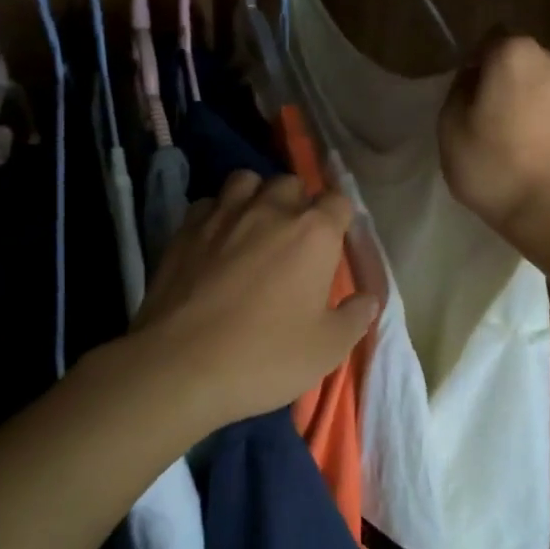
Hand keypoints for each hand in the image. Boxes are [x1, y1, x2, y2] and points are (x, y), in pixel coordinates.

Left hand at [133, 169, 377, 430]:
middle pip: (291, 184)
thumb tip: (369, 299)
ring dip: (256, 197)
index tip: (335, 245)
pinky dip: (217, 214)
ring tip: (255, 227)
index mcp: (314, 233)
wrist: (180, 367)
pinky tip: (216, 241)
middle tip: (296, 239)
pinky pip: (208, 204)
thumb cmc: (267, 356)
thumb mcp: (327, 348)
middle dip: (298, 203)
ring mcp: (223, 216)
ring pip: (246, 181)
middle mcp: (270, 211)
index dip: (340, 220)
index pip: (338, 201)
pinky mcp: (184, 230)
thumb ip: (355, 317)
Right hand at [439, 33, 549, 243]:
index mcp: (515, 53)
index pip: (487, 44)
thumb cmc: (493, 165)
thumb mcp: (450, 127)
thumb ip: (458, 92)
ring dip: (524, 101)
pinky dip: (542, 121)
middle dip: (502, 82)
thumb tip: (474, 82)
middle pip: (518, 62)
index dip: (473, 69)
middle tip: (484, 118)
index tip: (465, 100)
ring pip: (539, 86)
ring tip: (509, 138)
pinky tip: (529, 150)